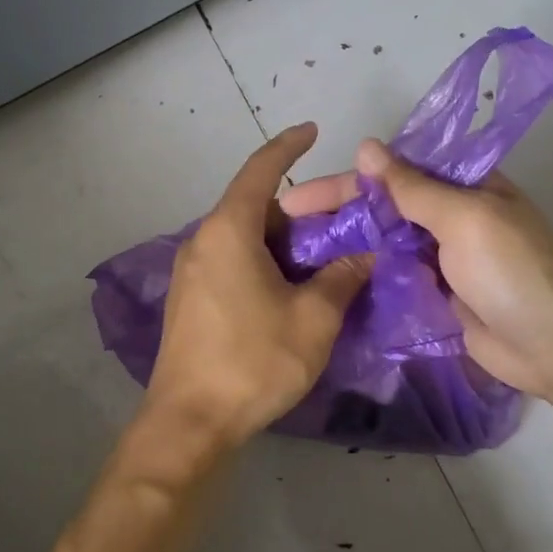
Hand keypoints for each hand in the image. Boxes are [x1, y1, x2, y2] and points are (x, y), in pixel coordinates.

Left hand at [143, 124, 372, 452]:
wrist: (190, 421)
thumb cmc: (253, 361)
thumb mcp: (313, 319)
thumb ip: (341, 278)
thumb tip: (362, 256)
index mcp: (228, 230)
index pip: (260, 170)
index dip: (288, 146)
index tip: (312, 131)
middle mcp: (203, 241)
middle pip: (256, 207)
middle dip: (301, 211)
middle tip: (343, 225)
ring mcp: (191, 272)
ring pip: (245, 238)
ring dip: (284, 242)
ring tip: (325, 260)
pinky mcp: (190, 299)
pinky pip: (232, 262)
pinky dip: (264, 262)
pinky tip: (291, 289)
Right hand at [286, 139, 552, 400]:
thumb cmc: (513, 273)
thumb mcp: (465, 219)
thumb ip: (413, 188)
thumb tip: (365, 147)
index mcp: (461, 186)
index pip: (391, 172)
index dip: (343, 182)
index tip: (297, 198)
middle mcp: (447, 215)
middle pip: (381, 206)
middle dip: (335, 213)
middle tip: (285, 227)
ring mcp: (440, 257)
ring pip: (382, 241)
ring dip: (344, 243)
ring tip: (294, 255)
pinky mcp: (434, 292)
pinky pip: (391, 275)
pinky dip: (362, 274)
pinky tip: (327, 281)